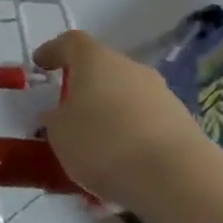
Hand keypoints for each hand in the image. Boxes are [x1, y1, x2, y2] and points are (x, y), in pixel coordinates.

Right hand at [32, 31, 215, 214]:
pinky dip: (129, 142)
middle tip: (66, 115)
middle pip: (101, 71)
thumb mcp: (58, 133)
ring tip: (93, 154)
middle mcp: (130, 68)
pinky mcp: (182, 125)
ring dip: (108, 119)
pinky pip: (144, 127)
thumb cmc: (103, 143)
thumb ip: (54, 119)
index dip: (53, 51)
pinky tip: (120, 172)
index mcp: (95, 59)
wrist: (177, 179)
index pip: (70, 43)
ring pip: (124, 101)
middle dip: (83, 90)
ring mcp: (161, 96)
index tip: (40, 66)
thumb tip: (59, 116)